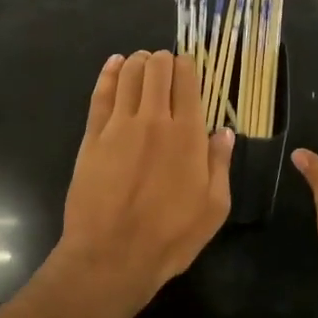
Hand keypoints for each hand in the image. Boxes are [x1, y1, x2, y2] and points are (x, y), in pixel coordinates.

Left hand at [55, 51, 233, 317]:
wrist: (111, 257)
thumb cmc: (170, 237)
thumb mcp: (213, 208)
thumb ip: (220, 165)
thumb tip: (224, 133)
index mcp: (187, 135)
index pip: (187, 82)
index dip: (188, 67)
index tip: (188, 68)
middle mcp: (154, 120)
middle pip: (157, 70)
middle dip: (164, 60)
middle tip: (166, 66)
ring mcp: (119, 126)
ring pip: (129, 75)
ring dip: (139, 62)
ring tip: (143, 62)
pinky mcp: (92, 137)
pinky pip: (101, 94)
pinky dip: (109, 74)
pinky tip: (115, 64)